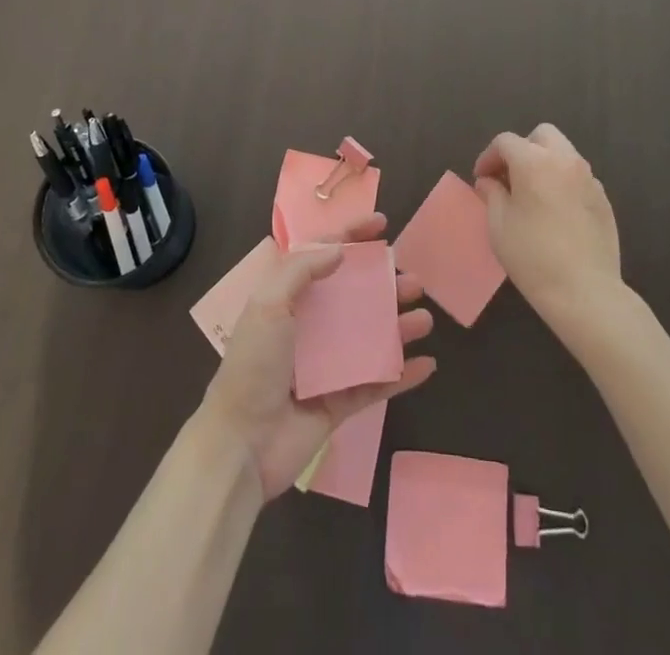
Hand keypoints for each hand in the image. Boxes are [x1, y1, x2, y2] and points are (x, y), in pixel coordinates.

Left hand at [198, 214, 436, 499]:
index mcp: (289, 299)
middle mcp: (310, 327)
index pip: (323, 257)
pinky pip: (378, 383)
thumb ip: (301, 270)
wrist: (242, 444)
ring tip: (424, 319)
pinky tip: (427, 364)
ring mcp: (328, 366)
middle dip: (385, 285)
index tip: (382, 225)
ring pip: (371, 338)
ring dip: (399, 327)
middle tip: (414, 282)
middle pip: (355, 297)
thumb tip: (339, 250)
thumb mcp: (268, 305)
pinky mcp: (341, 403)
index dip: (351, 237)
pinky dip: (403, 374)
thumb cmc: (254, 366)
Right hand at [473, 124, 621, 327]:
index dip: (488, 156)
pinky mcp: (604, 199)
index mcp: (534, 162)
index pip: (505, 142)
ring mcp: (589, 178)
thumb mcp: (499, 225)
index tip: (481, 179)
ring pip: (563, 152)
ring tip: (532, 193)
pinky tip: (556, 211)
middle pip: (541, 135)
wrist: (585, 292)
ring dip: (544, 162)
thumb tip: (489, 181)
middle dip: (522, 148)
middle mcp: (565, 161)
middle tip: (510, 176)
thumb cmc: (533, 257)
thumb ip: (492, 194)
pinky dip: (563, 181)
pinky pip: (578, 176)